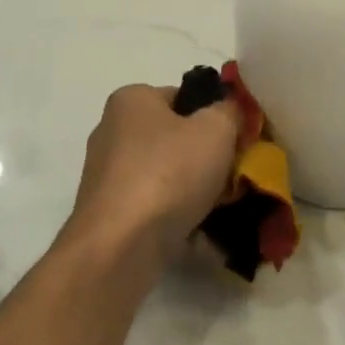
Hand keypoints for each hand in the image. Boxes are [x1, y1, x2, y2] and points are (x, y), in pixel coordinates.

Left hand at [63, 84, 240, 273]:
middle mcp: (112, 131)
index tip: (237, 140)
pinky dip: (175, 216)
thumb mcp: (215, 129)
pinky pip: (153, 206)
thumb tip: (230, 109)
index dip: (214, 115)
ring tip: (221, 208)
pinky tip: (198, 233)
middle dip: (205, 157)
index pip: (182, 97)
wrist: (120, 246)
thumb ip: (229, 112)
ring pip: (165, 175)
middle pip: (174, 138)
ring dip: (193, 190)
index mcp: (130, 100)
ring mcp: (107, 175)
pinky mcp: (108, 213)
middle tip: (234, 177)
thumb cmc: (168, 173)